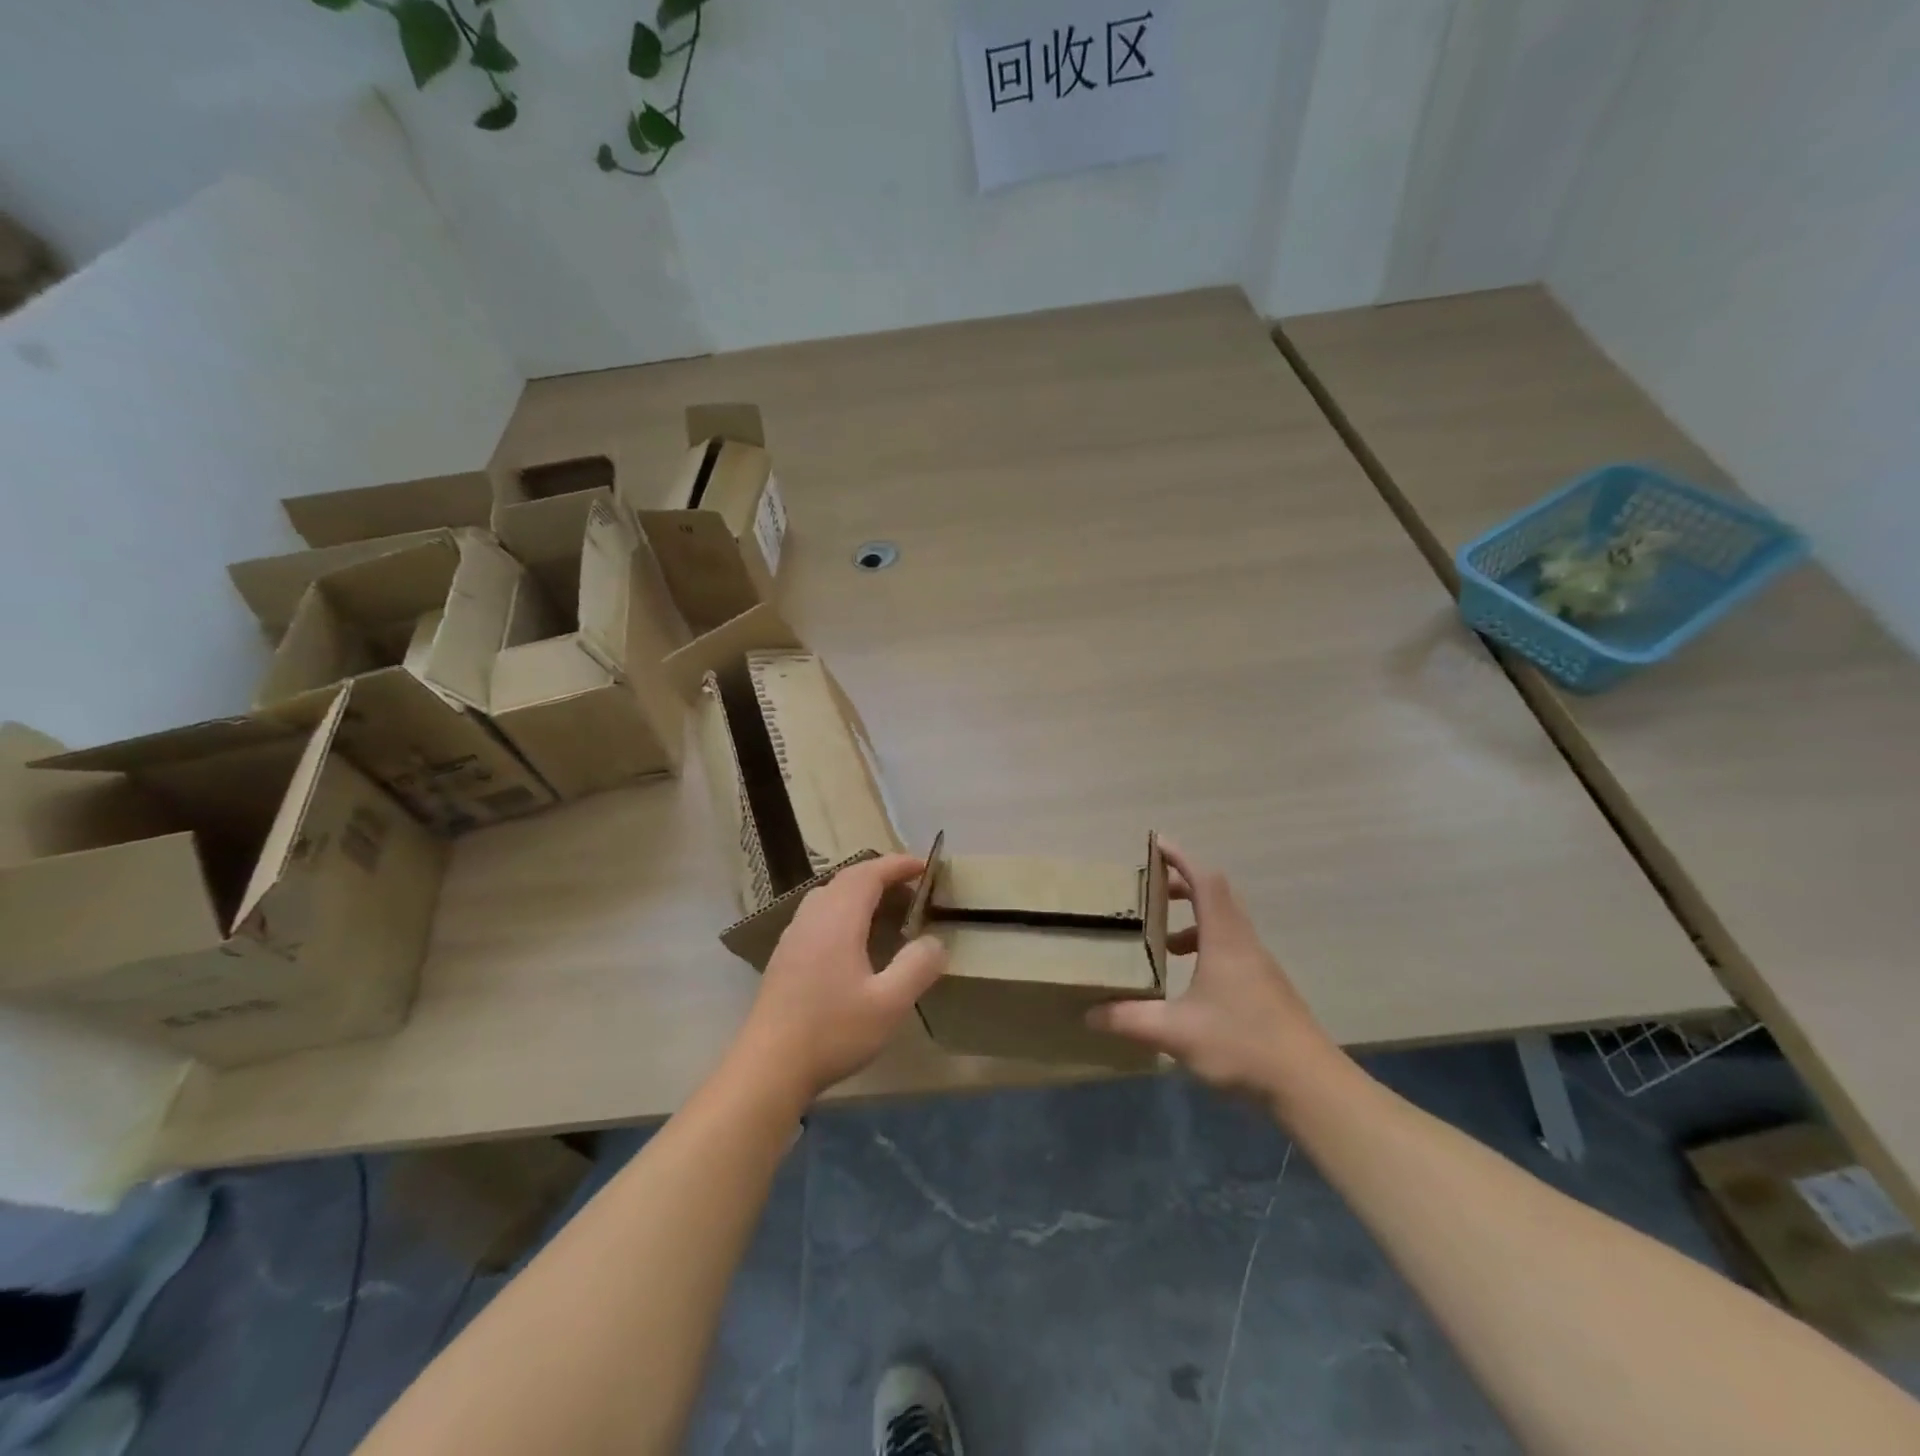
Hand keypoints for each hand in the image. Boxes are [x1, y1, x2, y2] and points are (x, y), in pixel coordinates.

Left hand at [735, 855, 946, 1104]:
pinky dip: (842, 910)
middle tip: (910, 887)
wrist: (768, 1067)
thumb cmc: (832, 1032)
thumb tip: (934, 941)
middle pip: (846, 879)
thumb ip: (917, 966)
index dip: (897, 865)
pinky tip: (852, 941)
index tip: (923, 866)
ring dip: (859, 891)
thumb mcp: (889, 1004)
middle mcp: (812, 918)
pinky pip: (817, 914)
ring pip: (828, 895)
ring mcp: (793, 937)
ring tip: (884, 909)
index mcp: (838, 920)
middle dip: (880, 875)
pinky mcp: (784, 957)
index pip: (868, 874)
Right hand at [1089, 841, 1338, 1107]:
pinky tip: (1189, 983)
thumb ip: (1130, 1019)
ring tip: (1163, 944)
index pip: (1205, 880)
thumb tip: (1088, 1013)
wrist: (1311, 1086)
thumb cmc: (1243, 1044)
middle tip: (1149, 892)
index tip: (1156, 844)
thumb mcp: (1176, 1032)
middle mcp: (1244, 943)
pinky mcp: (1266, 988)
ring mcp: (1259, 966)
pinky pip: (1231, 949)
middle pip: (1215, 896)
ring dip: (1193, 922)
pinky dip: (1206, 948)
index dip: (1181, 857)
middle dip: (1181, 886)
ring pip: (1224, 925)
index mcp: (1225, 939)